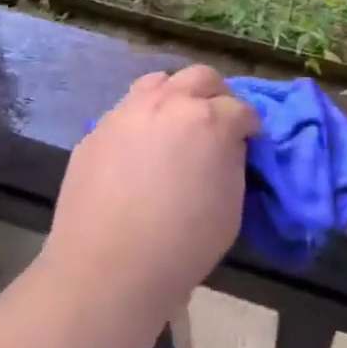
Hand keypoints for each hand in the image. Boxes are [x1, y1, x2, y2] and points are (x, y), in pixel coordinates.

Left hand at [41, 65, 258, 321]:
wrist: (108, 270)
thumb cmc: (182, 246)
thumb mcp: (230, 207)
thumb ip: (232, 162)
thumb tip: (227, 146)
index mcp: (210, 120)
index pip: (242, 108)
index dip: (249, 126)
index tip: (249, 141)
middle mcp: (169, 103)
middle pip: (201, 77)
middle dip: (217, 96)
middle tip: (217, 123)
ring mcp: (128, 111)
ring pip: (159, 82)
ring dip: (175, 96)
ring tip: (175, 124)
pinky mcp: (98, 128)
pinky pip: (126, 111)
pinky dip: (141, 121)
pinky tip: (138, 150)